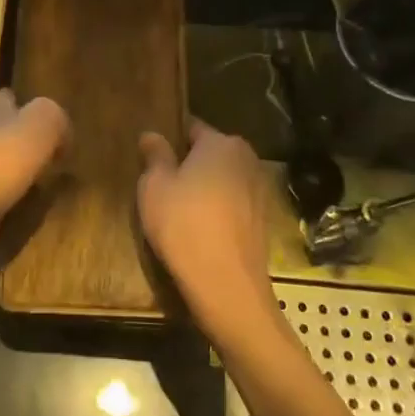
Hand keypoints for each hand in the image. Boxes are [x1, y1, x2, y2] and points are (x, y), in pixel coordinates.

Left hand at [0, 90, 68, 262]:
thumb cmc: (4, 155)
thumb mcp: (43, 121)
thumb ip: (56, 118)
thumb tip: (62, 133)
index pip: (9, 98)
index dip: (28, 104)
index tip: (50, 119)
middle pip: (5, 132)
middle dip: (26, 140)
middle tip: (57, 153)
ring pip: (3, 165)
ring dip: (22, 171)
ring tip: (51, 181)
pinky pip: (1, 196)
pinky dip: (16, 199)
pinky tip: (34, 206)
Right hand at [138, 120, 278, 342]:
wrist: (227, 286)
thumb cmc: (184, 225)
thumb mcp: (154, 186)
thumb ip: (155, 155)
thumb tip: (153, 135)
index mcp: (222, 143)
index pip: (191, 128)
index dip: (169, 140)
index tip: (151, 156)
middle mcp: (247, 159)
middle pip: (209, 153)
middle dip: (188, 164)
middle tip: (160, 184)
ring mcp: (259, 191)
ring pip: (222, 179)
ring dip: (203, 188)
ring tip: (177, 209)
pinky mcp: (263, 220)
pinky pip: (232, 204)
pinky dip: (217, 210)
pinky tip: (198, 229)